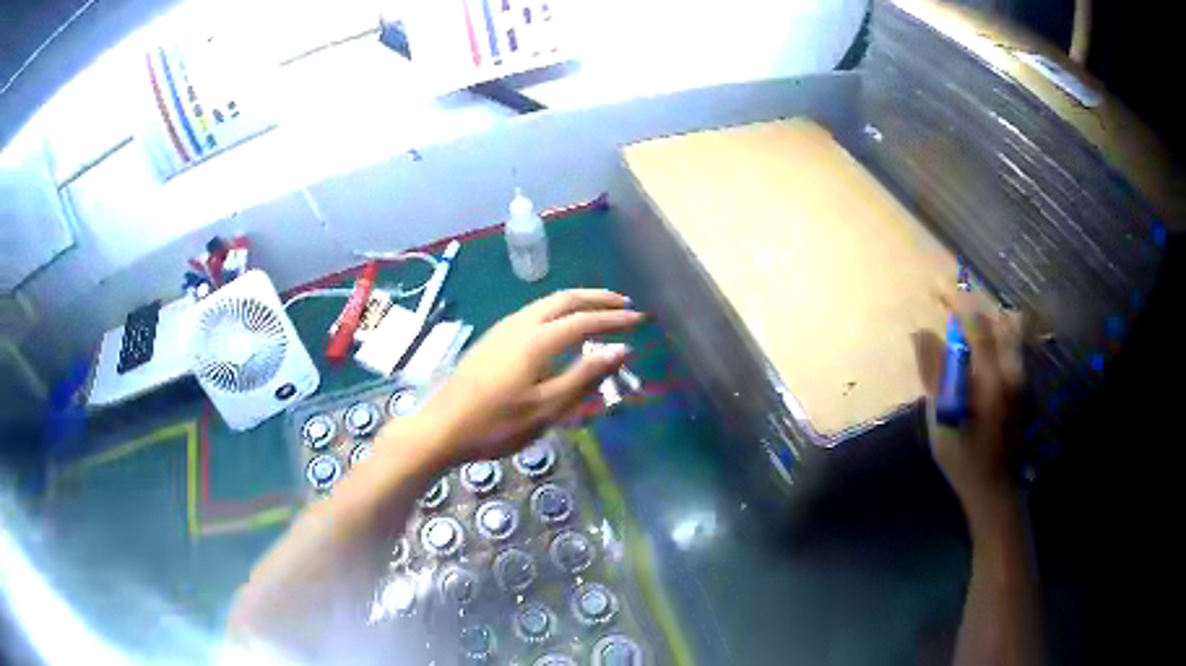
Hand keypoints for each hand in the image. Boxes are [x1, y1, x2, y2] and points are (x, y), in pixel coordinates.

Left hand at [414, 289, 643, 465]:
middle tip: (624, 304)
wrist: (441, 428)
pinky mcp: (492, 338)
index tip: (640, 319)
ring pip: (546, 303)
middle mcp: (520, 324)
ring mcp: (502, 329)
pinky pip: (533, 313)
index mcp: (537, 339)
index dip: (615, 319)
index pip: (585, 320)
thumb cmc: (496, 425)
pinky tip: (560, 327)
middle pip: (564, 299)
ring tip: (598, 311)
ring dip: (576, 302)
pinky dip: (557, 311)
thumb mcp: (546, 408)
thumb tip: (621, 350)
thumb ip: (585, 377)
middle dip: (597, 298)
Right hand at [912, 290, 1023, 523]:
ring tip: (964, 319)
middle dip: (972, 303)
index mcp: (991, 375)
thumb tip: (921, 333)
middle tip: (948, 298)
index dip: (955, 300)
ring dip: (985, 317)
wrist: (993, 485)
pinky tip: (981, 343)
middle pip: (996, 318)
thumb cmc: (963, 455)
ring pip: (1008, 330)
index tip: (935, 286)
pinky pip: (1011, 345)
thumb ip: (934, 372)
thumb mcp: (941, 417)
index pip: (975, 323)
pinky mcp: (1021, 385)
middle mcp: (1011, 368)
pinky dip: (995, 333)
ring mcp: (1020, 376)